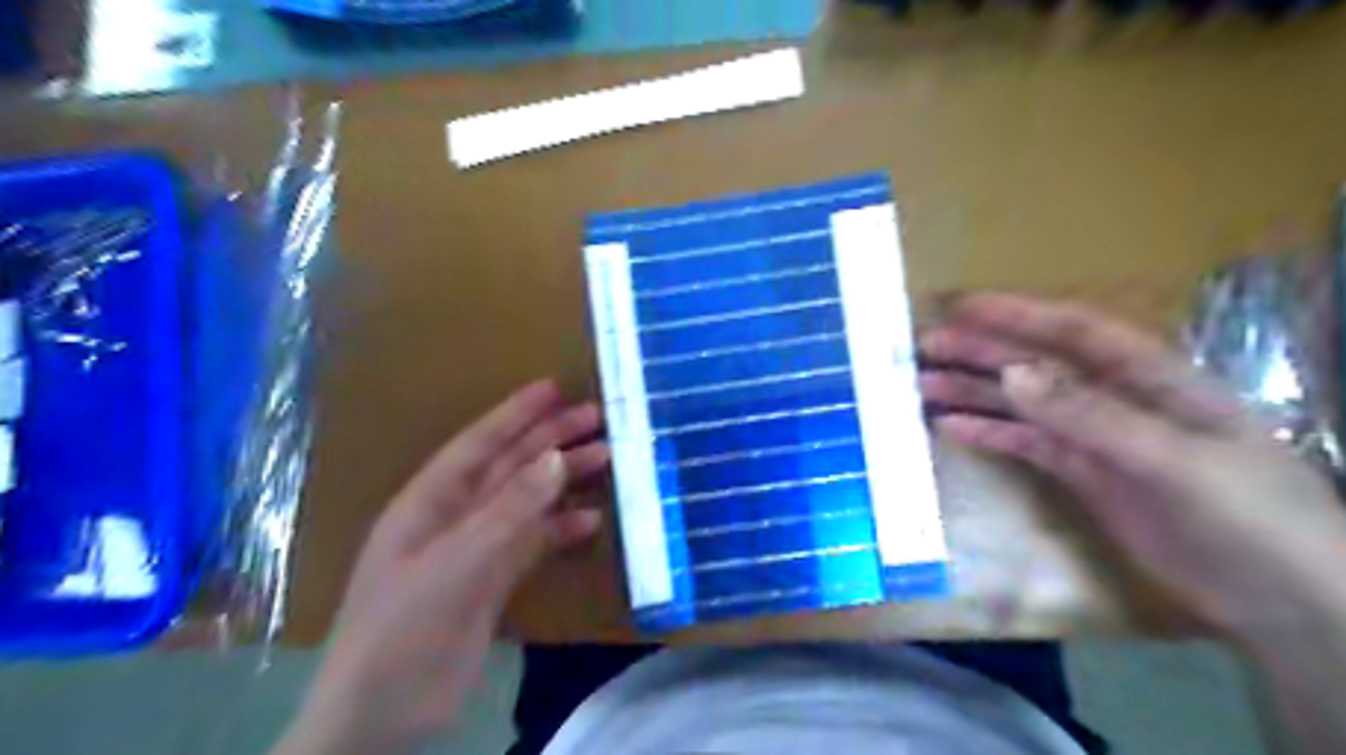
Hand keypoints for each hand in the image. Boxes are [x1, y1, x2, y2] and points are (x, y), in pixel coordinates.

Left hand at [278, 382, 611, 754]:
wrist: (383, 718)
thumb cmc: (402, 629)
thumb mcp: (456, 564)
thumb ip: (508, 512)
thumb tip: (557, 459)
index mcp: (428, 502)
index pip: (477, 445)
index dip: (514, 414)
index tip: (554, 388)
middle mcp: (453, 517)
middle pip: (509, 467)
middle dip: (550, 440)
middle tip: (597, 417)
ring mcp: (475, 549)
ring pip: (526, 502)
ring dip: (563, 480)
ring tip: (605, 458)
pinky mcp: (494, 581)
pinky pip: (533, 542)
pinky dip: (561, 529)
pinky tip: (590, 520)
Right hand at [921, 294, 1345, 635]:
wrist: (1282, 601)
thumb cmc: (1248, 515)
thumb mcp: (1172, 459)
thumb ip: (1090, 415)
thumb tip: (1011, 374)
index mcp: (1150, 376)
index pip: (1073, 330)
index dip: (1016, 314)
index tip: (958, 307)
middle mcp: (1115, 397)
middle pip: (1036, 364)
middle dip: (979, 352)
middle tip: (922, 347)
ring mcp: (1095, 437)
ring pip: (1022, 404)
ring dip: (973, 392)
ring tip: (921, 387)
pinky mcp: (1081, 473)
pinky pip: (1024, 444)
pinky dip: (987, 434)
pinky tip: (950, 428)